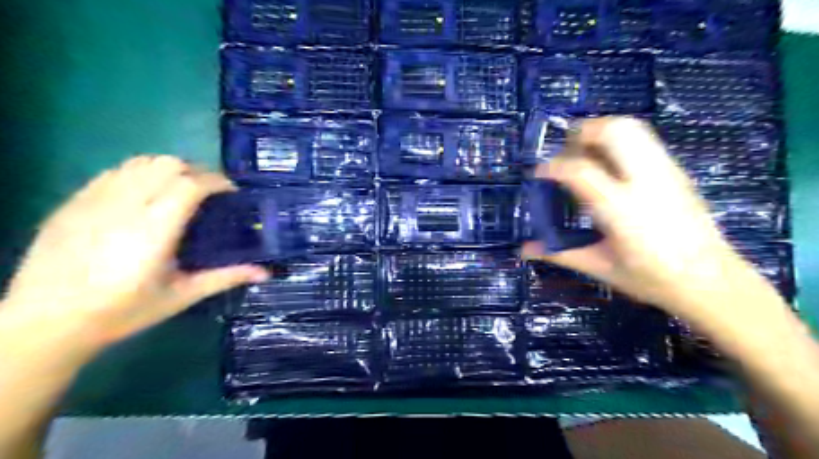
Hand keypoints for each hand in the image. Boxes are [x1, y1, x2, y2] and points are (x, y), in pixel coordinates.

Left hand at [2, 156, 269, 350]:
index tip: (231, 191)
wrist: (45, 323)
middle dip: (195, 171)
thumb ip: (226, 277)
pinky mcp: (74, 202)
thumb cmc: (123, 311)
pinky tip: (144, 195)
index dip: (216, 180)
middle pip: (167, 164)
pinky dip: (139, 174)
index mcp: (155, 228)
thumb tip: (266, 273)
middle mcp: (125, 205)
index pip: (191, 183)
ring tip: (179, 190)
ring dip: (167, 169)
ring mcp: (94, 200)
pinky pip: (114, 172)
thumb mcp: (182, 295)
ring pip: (140, 162)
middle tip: (208, 192)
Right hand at [521, 116, 750, 321]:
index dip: (552, 166)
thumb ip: (559, 253)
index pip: (579, 170)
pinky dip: (619, 140)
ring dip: (601, 131)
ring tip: (585, 153)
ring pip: (631, 127)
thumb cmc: (651, 278)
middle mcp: (644, 182)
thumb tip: (523, 250)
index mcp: (620, 210)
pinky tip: (610, 166)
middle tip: (565, 153)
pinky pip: (643, 139)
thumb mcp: (600, 267)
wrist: (712, 282)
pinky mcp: (676, 171)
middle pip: (611, 132)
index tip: (539, 174)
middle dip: (580, 134)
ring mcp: (665, 171)